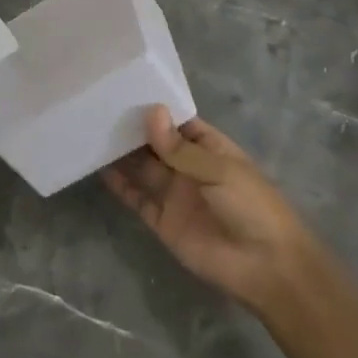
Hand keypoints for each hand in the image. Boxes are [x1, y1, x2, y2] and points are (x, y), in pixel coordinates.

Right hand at [103, 106, 310, 313]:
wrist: (266, 268)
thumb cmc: (252, 207)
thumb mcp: (219, 170)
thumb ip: (180, 147)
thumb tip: (151, 111)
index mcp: (210, 149)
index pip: (178, 122)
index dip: (156, 109)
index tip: (124, 89)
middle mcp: (189, 167)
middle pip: (156, 143)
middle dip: (133, 128)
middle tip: (98, 106)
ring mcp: (175, 194)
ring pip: (142, 168)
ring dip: (122, 153)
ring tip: (92, 130)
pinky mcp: (162, 221)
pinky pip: (137, 198)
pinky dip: (119, 185)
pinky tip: (98, 167)